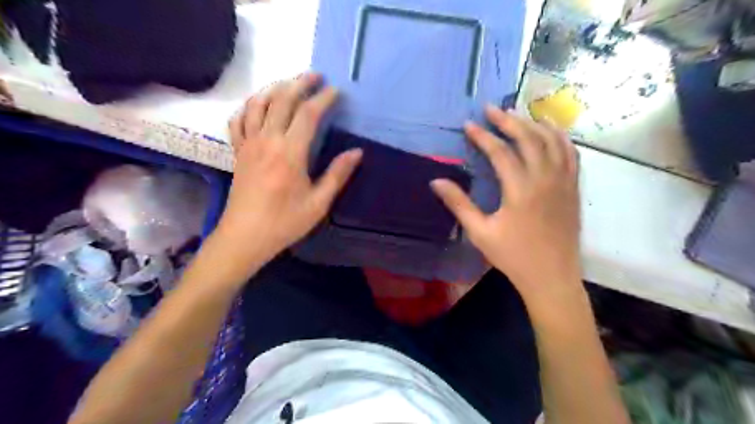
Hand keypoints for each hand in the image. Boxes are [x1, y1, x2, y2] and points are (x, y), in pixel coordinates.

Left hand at [213, 73, 363, 268]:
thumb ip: (337, 174)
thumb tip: (356, 152)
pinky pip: (239, 120)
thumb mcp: (318, 203)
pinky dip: (249, 106)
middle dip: (300, 83)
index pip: (308, 115)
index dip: (324, 99)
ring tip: (290, 84)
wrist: (244, 237)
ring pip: (258, 104)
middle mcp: (267, 141)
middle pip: (282, 100)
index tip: (336, 91)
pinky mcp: (238, 151)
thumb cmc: (284, 222)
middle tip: (316, 76)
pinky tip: (259, 105)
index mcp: (290, 153)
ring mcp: (249, 144)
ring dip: (275, 88)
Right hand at [431, 106, 582, 304]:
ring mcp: (563, 182)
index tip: (468, 124)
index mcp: (520, 190)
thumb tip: (436, 181)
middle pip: (528, 138)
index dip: (483, 136)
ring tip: (518, 113)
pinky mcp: (573, 188)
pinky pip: (570, 153)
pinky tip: (550, 131)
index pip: (500, 152)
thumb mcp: (480, 232)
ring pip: (552, 141)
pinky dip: (560, 137)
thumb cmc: (513, 256)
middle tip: (492, 108)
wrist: (552, 277)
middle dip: (508, 120)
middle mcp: (545, 179)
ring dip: (534, 123)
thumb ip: (459, 204)